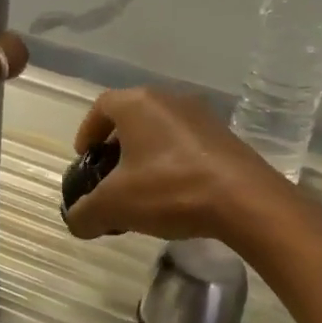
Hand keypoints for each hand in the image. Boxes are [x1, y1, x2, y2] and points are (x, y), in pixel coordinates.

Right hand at [63, 87, 293, 244]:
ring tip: (141, 190)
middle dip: (116, 146)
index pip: (102, 106)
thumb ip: (86, 213)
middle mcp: (170, 100)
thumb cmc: (170, 190)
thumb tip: (77, 222)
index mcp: (138, 104)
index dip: (87, 131)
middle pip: (132, 117)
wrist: (245, 200)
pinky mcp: (225, 138)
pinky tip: (174, 194)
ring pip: (161, 131)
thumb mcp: (115, 206)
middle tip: (110, 177)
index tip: (84, 158)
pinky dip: (172, 163)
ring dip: (146, 155)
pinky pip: (187, 145)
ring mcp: (202, 117)